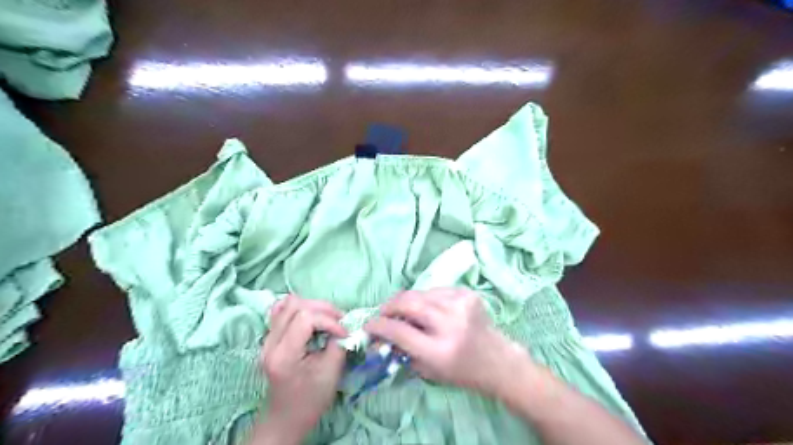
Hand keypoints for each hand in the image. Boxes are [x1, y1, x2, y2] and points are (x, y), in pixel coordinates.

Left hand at [259, 295, 347, 440]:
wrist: (286, 418)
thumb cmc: (310, 400)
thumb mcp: (331, 373)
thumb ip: (339, 344)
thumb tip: (346, 325)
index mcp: (284, 354)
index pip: (305, 318)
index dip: (329, 320)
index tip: (344, 333)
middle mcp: (270, 342)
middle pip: (295, 305)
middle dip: (322, 309)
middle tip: (339, 321)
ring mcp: (267, 338)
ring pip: (287, 303)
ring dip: (312, 306)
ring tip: (327, 319)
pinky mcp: (270, 337)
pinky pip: (281, 311)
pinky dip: (299, 308)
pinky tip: (311, 318)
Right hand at [361, 289, 528, 395]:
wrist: (498, 360)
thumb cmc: (461, 372)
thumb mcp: (429, 371)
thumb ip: (402, 351)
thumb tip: (379, 336)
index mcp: (440, 350)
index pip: (400, 331)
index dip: (379, 326)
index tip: (369, 326)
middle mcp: (451, 324)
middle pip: (409, 303)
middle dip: (389, 306)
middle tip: (383, 313)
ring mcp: (461, 305)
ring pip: (420, 293)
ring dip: (406, 301)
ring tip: (402, 310)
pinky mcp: (467, 294)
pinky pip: (435, 291)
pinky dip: (425, 298)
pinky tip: (427, 308)